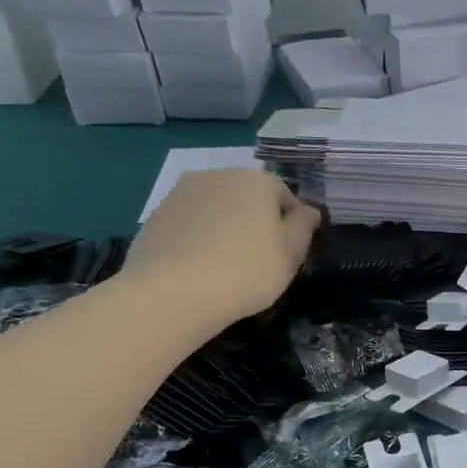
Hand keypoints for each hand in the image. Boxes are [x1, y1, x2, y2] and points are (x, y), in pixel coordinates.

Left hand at [121, 171, 319, 338]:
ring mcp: (182, 193)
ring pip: (217, 208)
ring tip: (227, 264)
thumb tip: (309, 211)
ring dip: (227, 228)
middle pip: (248, 197)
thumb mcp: (291, 255)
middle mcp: (219, 175)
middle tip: (261, 259)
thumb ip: (304, 227)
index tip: (291, 252)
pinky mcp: (157, 214)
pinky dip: (200, 238)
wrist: (173, 292)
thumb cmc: (247, 271)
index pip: (285, 195)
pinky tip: (201, 267)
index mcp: (257, 181)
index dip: (292, 224)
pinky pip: (191, 223)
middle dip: (257, 221)